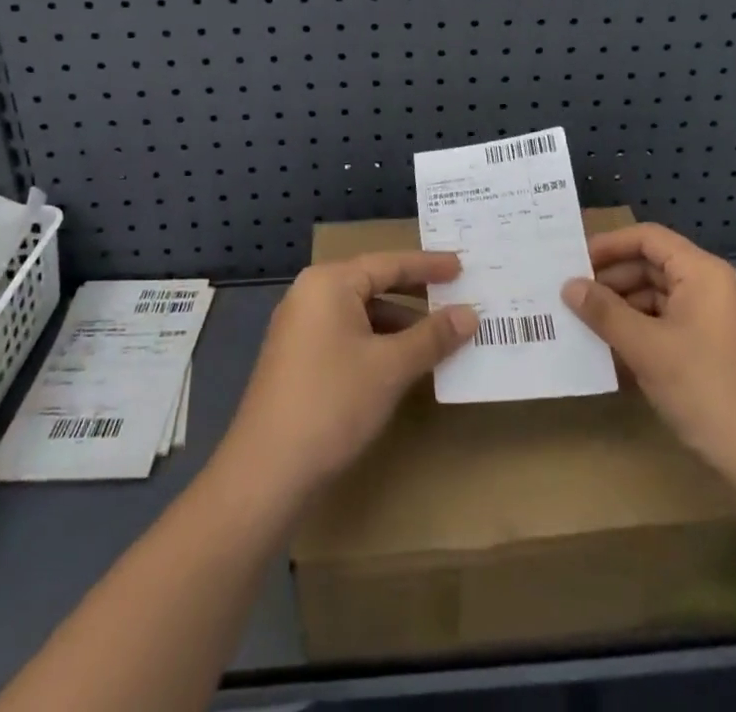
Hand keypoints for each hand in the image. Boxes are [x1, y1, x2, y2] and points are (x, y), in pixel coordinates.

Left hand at [219, 252, 477, 503]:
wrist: (266, 473)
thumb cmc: (332, 403)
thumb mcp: (391, 367)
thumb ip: (432, 336)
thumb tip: (470, 314)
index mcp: (329, 283)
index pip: (389, 263)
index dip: (429, 266)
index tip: (462, 266)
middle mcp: (311, 295)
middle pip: (373, 283)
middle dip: (415, 293)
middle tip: (455, 295)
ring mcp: (300, 327)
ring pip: (361, 313)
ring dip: (399, 323)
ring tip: (439, 336)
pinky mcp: (298, 358)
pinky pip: (347, 335)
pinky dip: (378, 342)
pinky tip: (403, 363)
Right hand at [563, 224, 735, 500]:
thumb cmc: (708, 391)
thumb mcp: (647, 349)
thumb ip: (604, 312)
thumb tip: (568, 286)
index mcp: (702, 273)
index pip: (648, 238)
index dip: (608, 245)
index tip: (571, 263)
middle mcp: (709, 288)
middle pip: (650, 266)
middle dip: (610, 280)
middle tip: (568, 297)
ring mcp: (711, 321)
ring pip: (655, 298)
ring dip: (620, 309)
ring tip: (581, 325)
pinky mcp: (709, 350)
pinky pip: (665, 326)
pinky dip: (637, 333)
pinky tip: (608, 351)